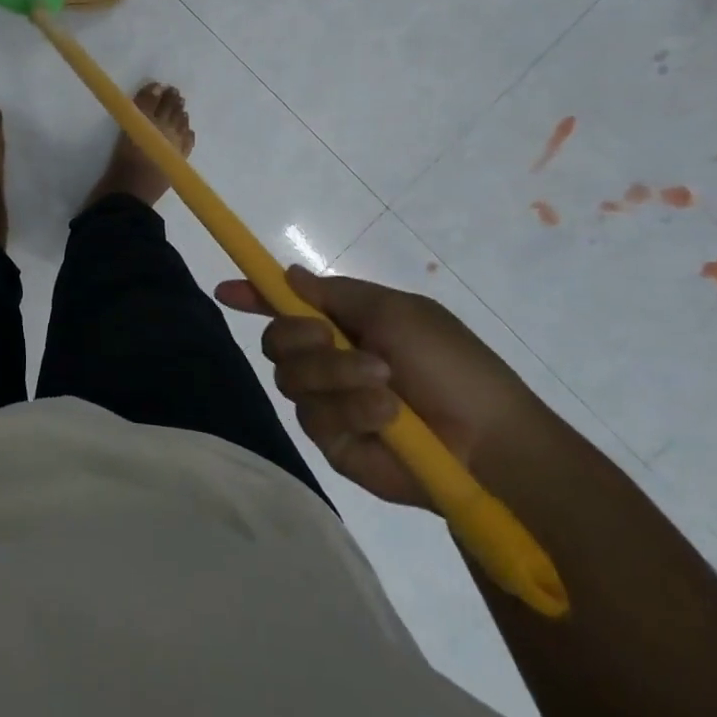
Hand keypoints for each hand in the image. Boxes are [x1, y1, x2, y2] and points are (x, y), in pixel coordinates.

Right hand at [215, 266, 546, 509]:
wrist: (490, 442)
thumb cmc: (450, 363)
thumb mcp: (395, 311)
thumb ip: (334, 293)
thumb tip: (287, 273)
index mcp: (344, 325)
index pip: (285, 308)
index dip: (254, 297)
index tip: (225, 291)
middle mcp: (329, 362)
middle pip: (276, 342)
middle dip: (300, 338)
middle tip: (329, 338)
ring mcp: (329, 403)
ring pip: (291, 379)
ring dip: (336, 374)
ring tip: (384, 384)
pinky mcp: (334, 443)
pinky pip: (315, 417)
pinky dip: (351, 409)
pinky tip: (386, 415)